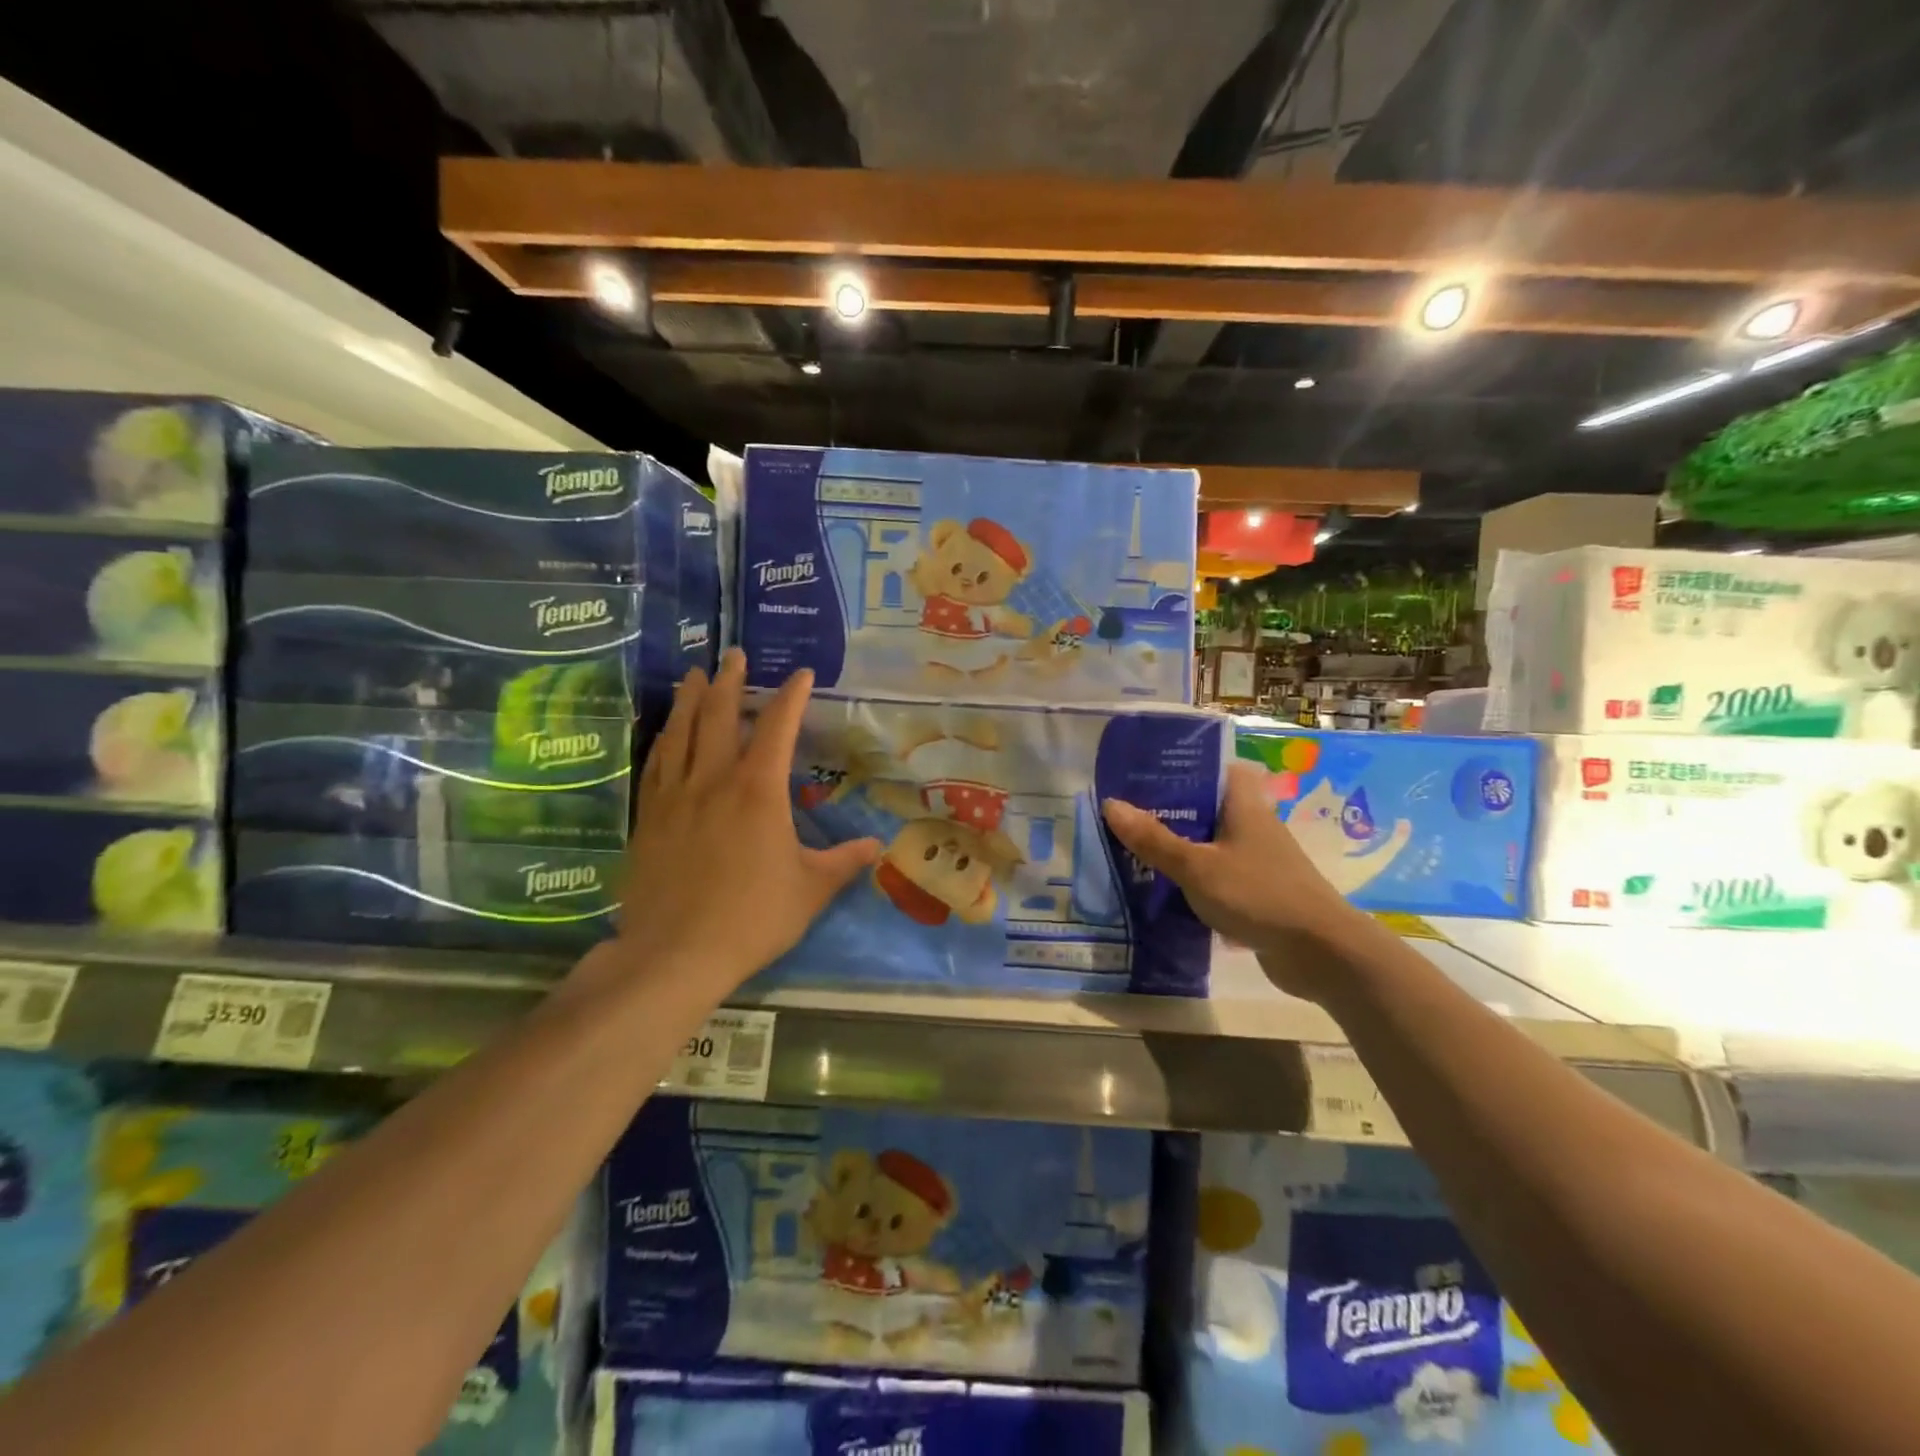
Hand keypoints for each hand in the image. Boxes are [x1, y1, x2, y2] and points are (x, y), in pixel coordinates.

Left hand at [588, 650, 880, 1002]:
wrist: (675, 953)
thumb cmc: (751, 916)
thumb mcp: (810, 889)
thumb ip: (843, 862)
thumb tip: (876, 847)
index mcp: (758, 790)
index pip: (778, 727)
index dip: (791, 696)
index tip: (801, 674)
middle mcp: (714, 779)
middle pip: (719, 715)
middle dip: (730, 681)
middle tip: (734, 655)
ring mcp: (675, 795)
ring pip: (681, 731)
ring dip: (691, 699)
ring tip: (694, 675)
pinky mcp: (649, 816)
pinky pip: (656, 764)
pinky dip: (665, 738)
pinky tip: (667, 732)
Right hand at [1102, 762, 1366, 1000]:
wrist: (1320, 953)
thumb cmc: (1258, 894)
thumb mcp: (1197, 866)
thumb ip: (1154, 839)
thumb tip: (1111, 804)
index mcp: (1244, 805)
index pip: (1218, 767)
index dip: (1187, 764)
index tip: (1148, 770)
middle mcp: (1253, 826)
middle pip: (1208, 806)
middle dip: (1171, 809)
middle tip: (1128, 812)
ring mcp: (1257, 860)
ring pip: (1210, 843)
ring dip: (1179, 846)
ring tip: (1135, 847)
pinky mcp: (1257, 892)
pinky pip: (1217, 875)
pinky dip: (1193, 878)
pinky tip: (1163, 888)